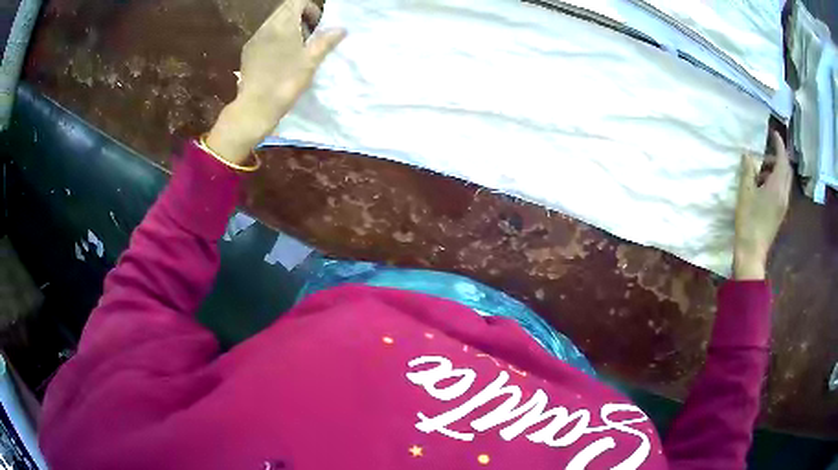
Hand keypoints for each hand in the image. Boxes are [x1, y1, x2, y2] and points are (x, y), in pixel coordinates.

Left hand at [206, 0, 345, 163]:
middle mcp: (266, 27)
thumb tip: (341, 28)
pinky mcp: (248, 51)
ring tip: (296, 47)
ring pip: (273, 22)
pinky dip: (276, 37)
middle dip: (300, 16)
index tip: (317, 24)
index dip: (310, 8)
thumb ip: (326, 41)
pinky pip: (264, 34)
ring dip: (288, 26)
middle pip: (284, 9)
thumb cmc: (285, 83)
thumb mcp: (311, 62)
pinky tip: (280, 56)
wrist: (255, 107)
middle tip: (310, 35)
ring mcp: (255, 39)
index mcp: (283, 25)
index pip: (296, 2)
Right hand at [733, 131, 792, 279]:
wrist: (752, 253)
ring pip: (785, 181)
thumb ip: (748, 171)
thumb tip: (748, 155)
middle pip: (786, 170)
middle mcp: (784, 194)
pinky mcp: (780, 214)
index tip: (773, 133)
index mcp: (777, 187)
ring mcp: (783, 205)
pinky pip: (782, 191)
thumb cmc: (748, 221)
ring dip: (776, 170)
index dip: (779, 144)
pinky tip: (763, 186)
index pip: (782, 159)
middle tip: (766, 152)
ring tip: (761, 170)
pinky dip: (775, 181)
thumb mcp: (745, 193)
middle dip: (779, 157)